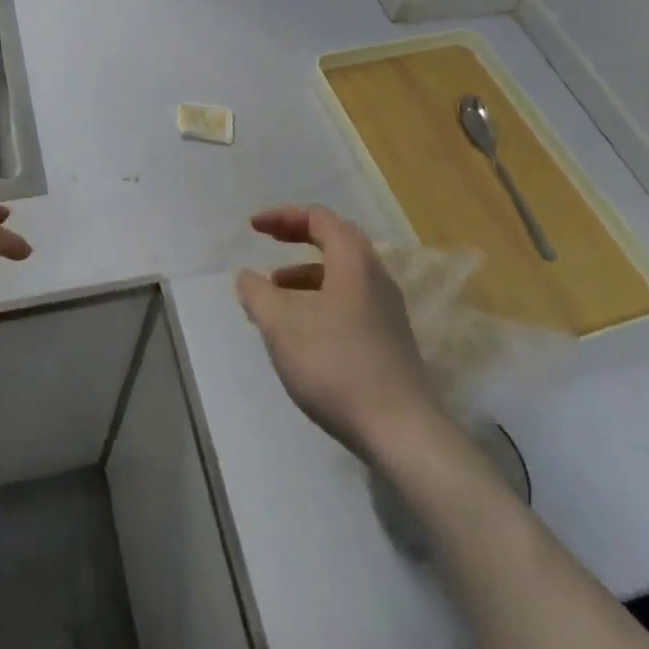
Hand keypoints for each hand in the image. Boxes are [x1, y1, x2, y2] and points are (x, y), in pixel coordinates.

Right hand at [236, 206, 448, 461]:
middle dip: (297, 239)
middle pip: (335, 241)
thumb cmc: (335, 364)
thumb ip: (257, 293)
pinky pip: (349, 303)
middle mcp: (376, 277)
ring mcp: (387, 311)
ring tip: (274, 297)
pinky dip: (320, 301)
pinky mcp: (390, 341)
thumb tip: (247, 277)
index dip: (282, 217)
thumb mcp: (281, 324)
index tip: (253, 228)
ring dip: (305, 276)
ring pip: (342, 276)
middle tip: (269, 245)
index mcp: (354, 261)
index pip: (318, 218)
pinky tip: (301, 332)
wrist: (401, 432)